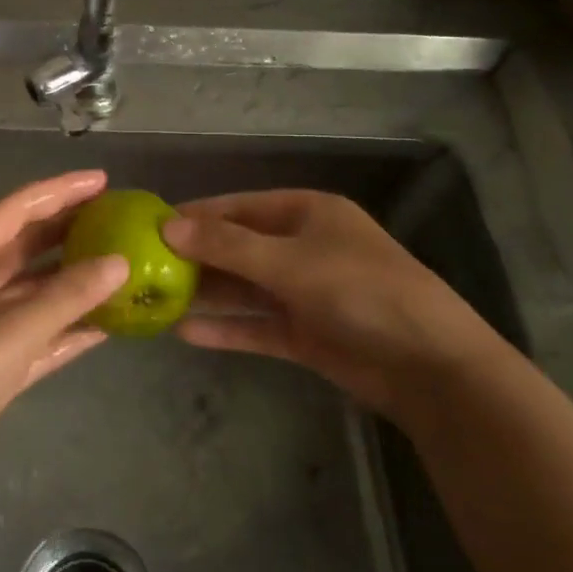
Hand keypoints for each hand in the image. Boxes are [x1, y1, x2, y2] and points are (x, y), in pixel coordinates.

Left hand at [0, 170, 127, 530]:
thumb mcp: (11, 329)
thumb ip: (68, 295)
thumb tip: (120, 262)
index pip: (18, 208)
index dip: (61, 191)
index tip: (103, 180)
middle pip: (27, 244)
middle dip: (70, 229)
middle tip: (118, 219)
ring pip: (36, 291)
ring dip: (74, 281)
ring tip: (122, 265)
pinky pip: (39, 335)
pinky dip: (69, 328)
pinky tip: (107, 325)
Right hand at [163, 190, 500, 414]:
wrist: (429, 365)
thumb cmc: (360, 291)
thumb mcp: (290, 261)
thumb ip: (228, 245)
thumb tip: (169, 225)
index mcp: (306, 213)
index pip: (239, 206)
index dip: (196, 214)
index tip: (150, 224)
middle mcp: (303, 246)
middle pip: (238, 247)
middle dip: (196, 257)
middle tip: (143, 268)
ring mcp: (304, 292)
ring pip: (244, 288)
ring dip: (206, 294)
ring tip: (155, 301)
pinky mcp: (306, 333)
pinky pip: (257, 325)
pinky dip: (226, 329)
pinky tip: (185, 335)